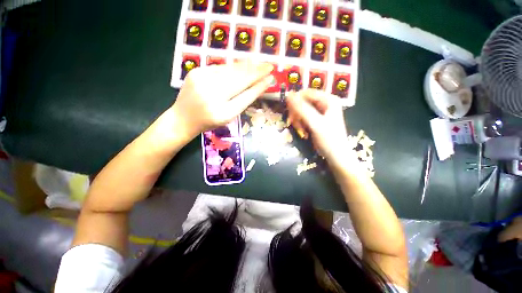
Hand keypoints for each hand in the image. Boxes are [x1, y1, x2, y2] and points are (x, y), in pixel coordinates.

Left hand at [171, 61, 273, 139]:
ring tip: (258, 63)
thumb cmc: (209, 122)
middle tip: (268, 65)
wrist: (182, 118)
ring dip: (246, 66)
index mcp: (221, 111)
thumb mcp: (228, 117)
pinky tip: (241, 65)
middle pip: (239, 79)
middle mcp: (211, 93)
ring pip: (229, 70)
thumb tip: (258, 86)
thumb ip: (243, 101)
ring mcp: (201, 79)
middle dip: (256, 71)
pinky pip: (219, 67)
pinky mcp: (195, 71)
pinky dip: (232, 67)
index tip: (271, 77)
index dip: (259, 85)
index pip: (245, 95)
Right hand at [286, 89, 350, 161]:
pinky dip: (301, 125)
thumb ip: (303, 109)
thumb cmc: (329, 140)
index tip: (289, 113)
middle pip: (302, 102)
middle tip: (294, 124)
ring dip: (298, 121)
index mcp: (328, 99)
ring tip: (302, 131)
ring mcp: (319, 112)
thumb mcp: (316, 124)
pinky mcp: (315, 119)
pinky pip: (302, 117)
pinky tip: (304, 133)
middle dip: (297, 114)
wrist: (336, 156)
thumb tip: (288, 95)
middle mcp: (324, 103)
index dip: (295, 101)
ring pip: (300, 110)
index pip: (306, 93)